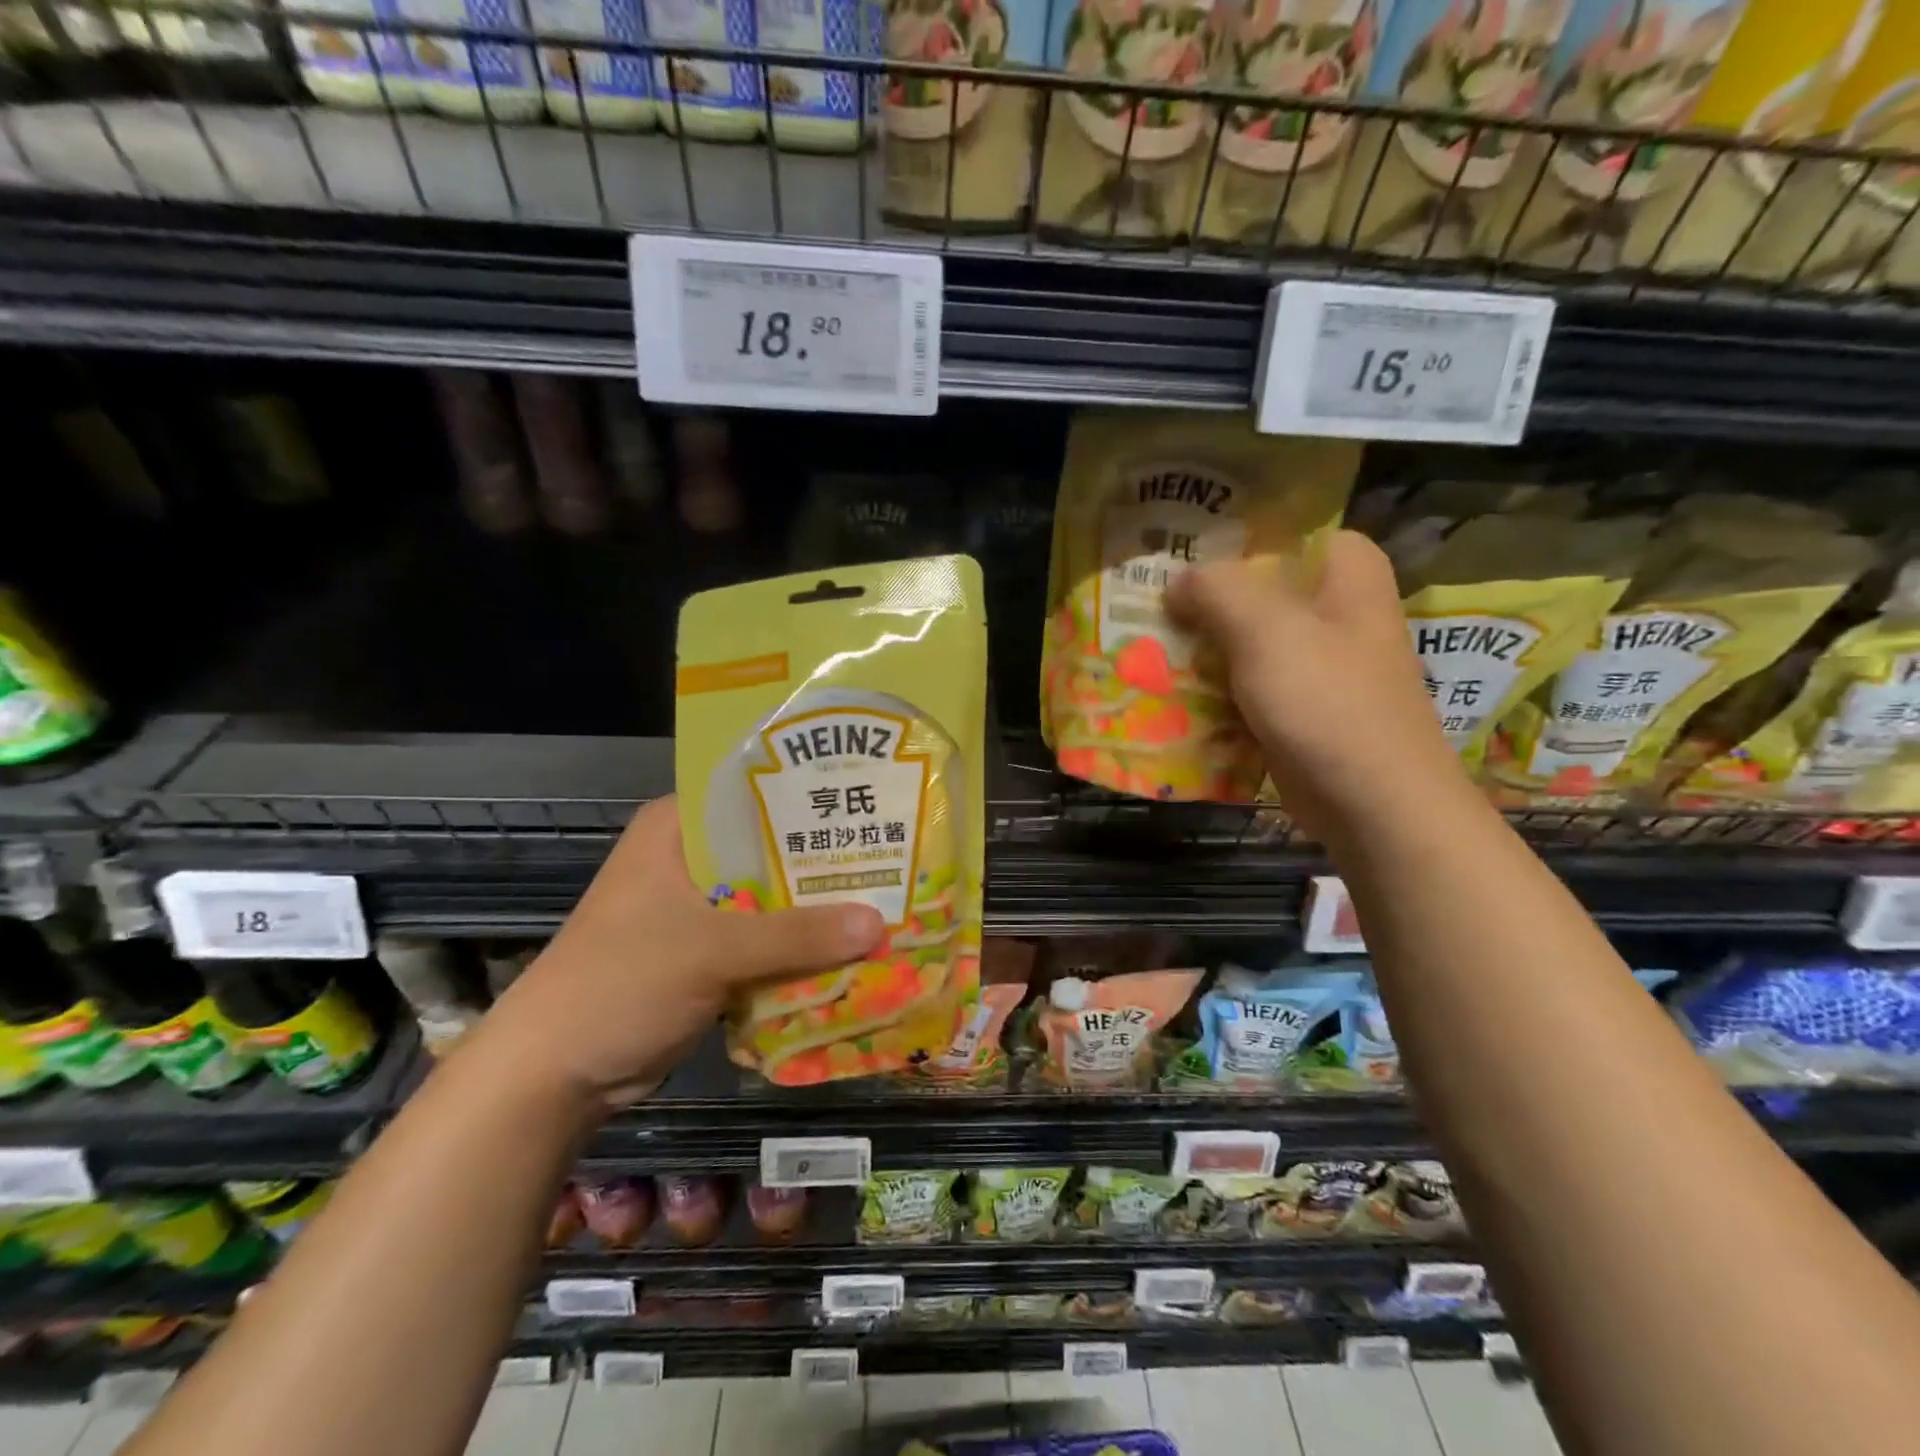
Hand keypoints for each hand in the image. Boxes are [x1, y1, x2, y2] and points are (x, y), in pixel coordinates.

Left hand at [471, 796, 884, 1110]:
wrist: (553, 1076)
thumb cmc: (620, 983)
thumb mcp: (711, 950)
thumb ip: (797, 935)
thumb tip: (880, 922)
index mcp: (677, 829)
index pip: (755, 790)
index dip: (812, 792)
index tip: (870, 794)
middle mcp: (690, 858)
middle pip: (772, 848)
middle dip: (827, 857)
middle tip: (895, 852)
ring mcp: (699, 909)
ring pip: (774, 896)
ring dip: (819, 906)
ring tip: (889, 895)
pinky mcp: (708, 953)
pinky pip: (768, 938)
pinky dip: (802, 946)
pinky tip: (853, 946)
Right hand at [1165, 530, 1465, 834]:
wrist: (1373, 803)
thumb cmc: (1328, 701)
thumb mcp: (1267, 629)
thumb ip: (1217, 589)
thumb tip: (1176, 582)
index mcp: (1345, 573)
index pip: (1284, 531)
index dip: (1231, 536)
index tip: (1178, 549)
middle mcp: (1335, 611)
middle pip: (1257, 588)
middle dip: (1202, 598)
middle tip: (1147, 602)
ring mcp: (1317, 663)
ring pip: (1246, 639)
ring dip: (1201, 646)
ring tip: (1144, 644)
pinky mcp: (1299, 707)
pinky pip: (1246, 684)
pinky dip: (1213, 687)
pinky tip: (1170, 690)